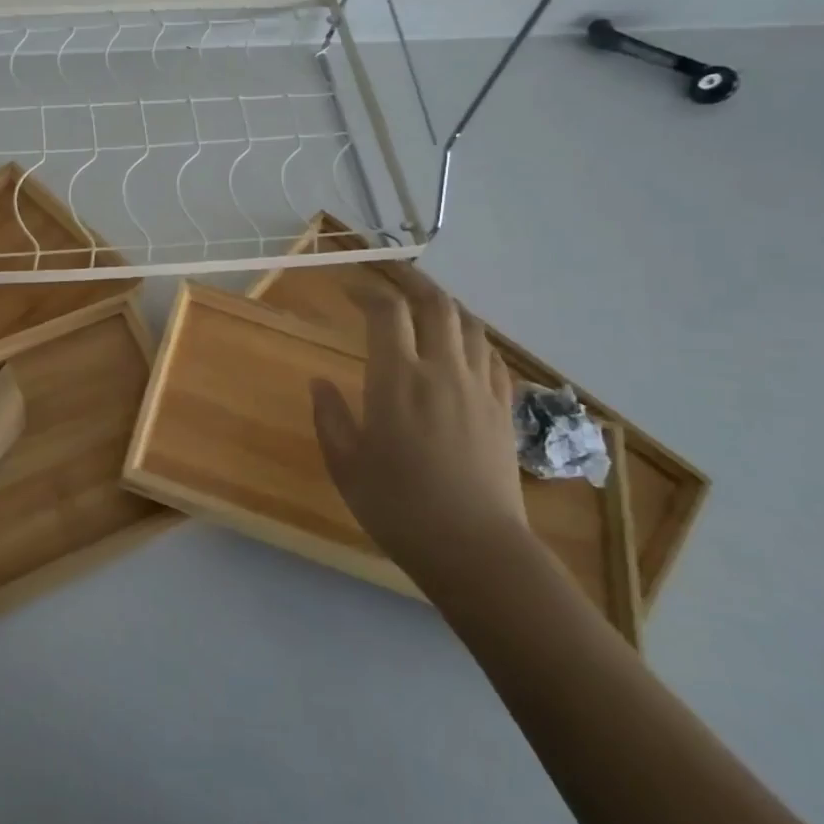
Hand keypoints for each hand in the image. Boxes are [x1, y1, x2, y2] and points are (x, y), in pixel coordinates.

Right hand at [310, 272, 524, 588]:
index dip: (367, 291)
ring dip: (445, 305)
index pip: (387, 312)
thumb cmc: (399, 507)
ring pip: (469, 325)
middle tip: (390, 273)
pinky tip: (462, 348)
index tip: (348, 289)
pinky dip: (473, 339)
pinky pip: (492, 358)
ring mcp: (479, 389)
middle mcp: (442, 371)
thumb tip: (320, 382)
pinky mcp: (504, 410)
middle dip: (411, 280)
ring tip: (425, 304)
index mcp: (397, 379)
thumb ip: (330, 417)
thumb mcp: (346, 465)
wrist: (476, 550)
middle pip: (436, 304)